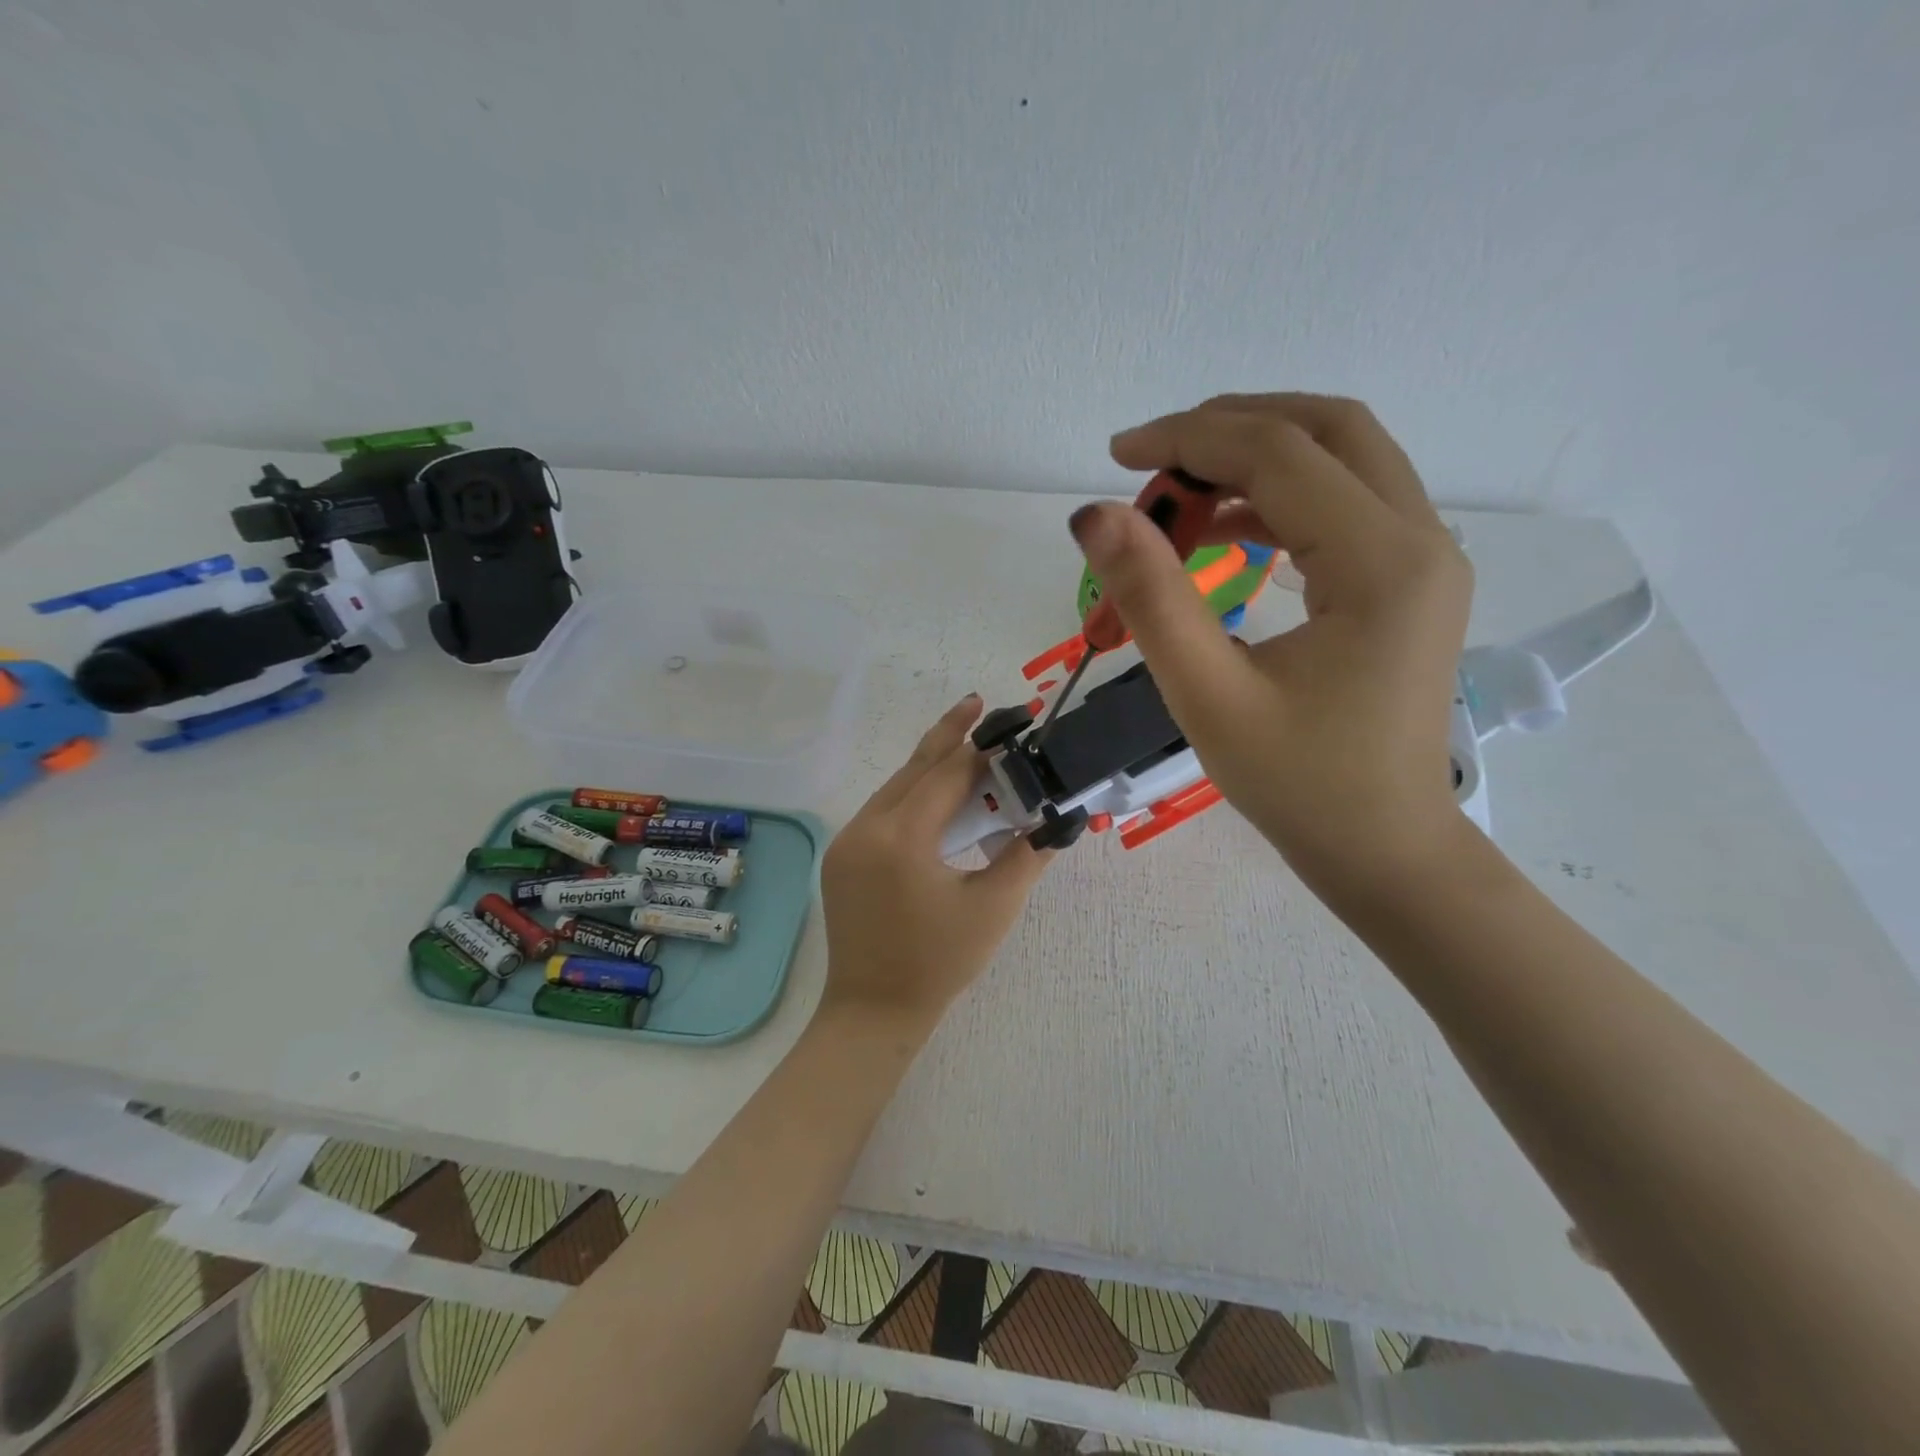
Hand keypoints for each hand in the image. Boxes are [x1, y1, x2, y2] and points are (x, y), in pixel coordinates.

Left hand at [820, 696, 1054, 1032]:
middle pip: (914, 769)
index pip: (948, 775)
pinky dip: (911, 796)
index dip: (983, 749)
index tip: (1010, 723)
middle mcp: (866, 828)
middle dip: (949, 736)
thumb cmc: (939, 962)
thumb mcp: (993, 908)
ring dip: (929, 766)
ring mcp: (847, 842)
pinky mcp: (842, 857)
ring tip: (964, 743)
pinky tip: (935, 796)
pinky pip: (881, 811)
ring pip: (895, 788)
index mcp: (902, 838)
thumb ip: (1027, 856)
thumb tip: (1058, 820)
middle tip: (978, 703)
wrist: (872, 1010)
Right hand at [1072, 393, 1472, 894]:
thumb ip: (1151, 598)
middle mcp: (1420, 539)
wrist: (1383, 846)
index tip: (1116, 457)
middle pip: (1326, 430)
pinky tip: (1222, 535)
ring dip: (1254, 460)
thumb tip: (1093, 515)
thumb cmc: (1296, 784)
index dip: (1188, 441)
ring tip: (1177, 501)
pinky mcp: (1409, 580)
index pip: (1279, 455)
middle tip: (1152, 464)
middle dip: (1229, 430)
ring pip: (1341, 458)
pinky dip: (1279, 500)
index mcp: (1380, 564)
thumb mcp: (1208, 695)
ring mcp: (1424, 557)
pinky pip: (1344, 504)